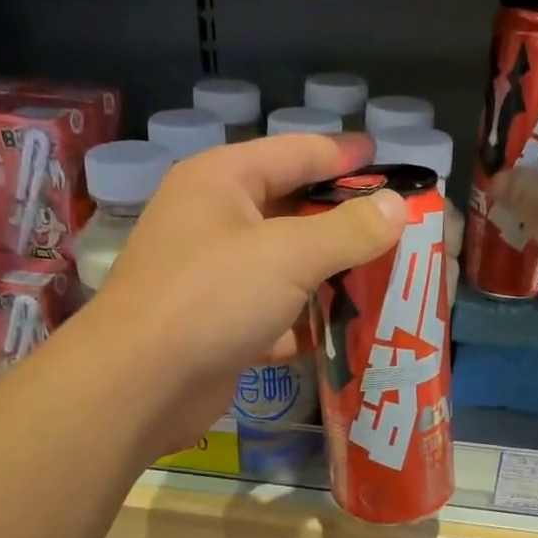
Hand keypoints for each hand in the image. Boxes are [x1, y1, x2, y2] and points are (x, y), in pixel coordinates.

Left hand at [93, 131, 406, 449]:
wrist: (139, 385)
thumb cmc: (212, 298)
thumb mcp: (289, 255)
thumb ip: (348, 230)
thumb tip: (397, 207)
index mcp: (222, 181)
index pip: (296, 152)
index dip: (345, 156)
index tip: (389, 162)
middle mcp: (213, 220)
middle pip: (291, 209)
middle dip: (343, 221)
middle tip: (398, 230)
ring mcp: (212, 276)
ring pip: (284, 266)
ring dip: (328, 275)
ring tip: (384, 279)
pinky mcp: (216, 325)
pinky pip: (272, 312)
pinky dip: (303, 321)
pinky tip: (342, 331)